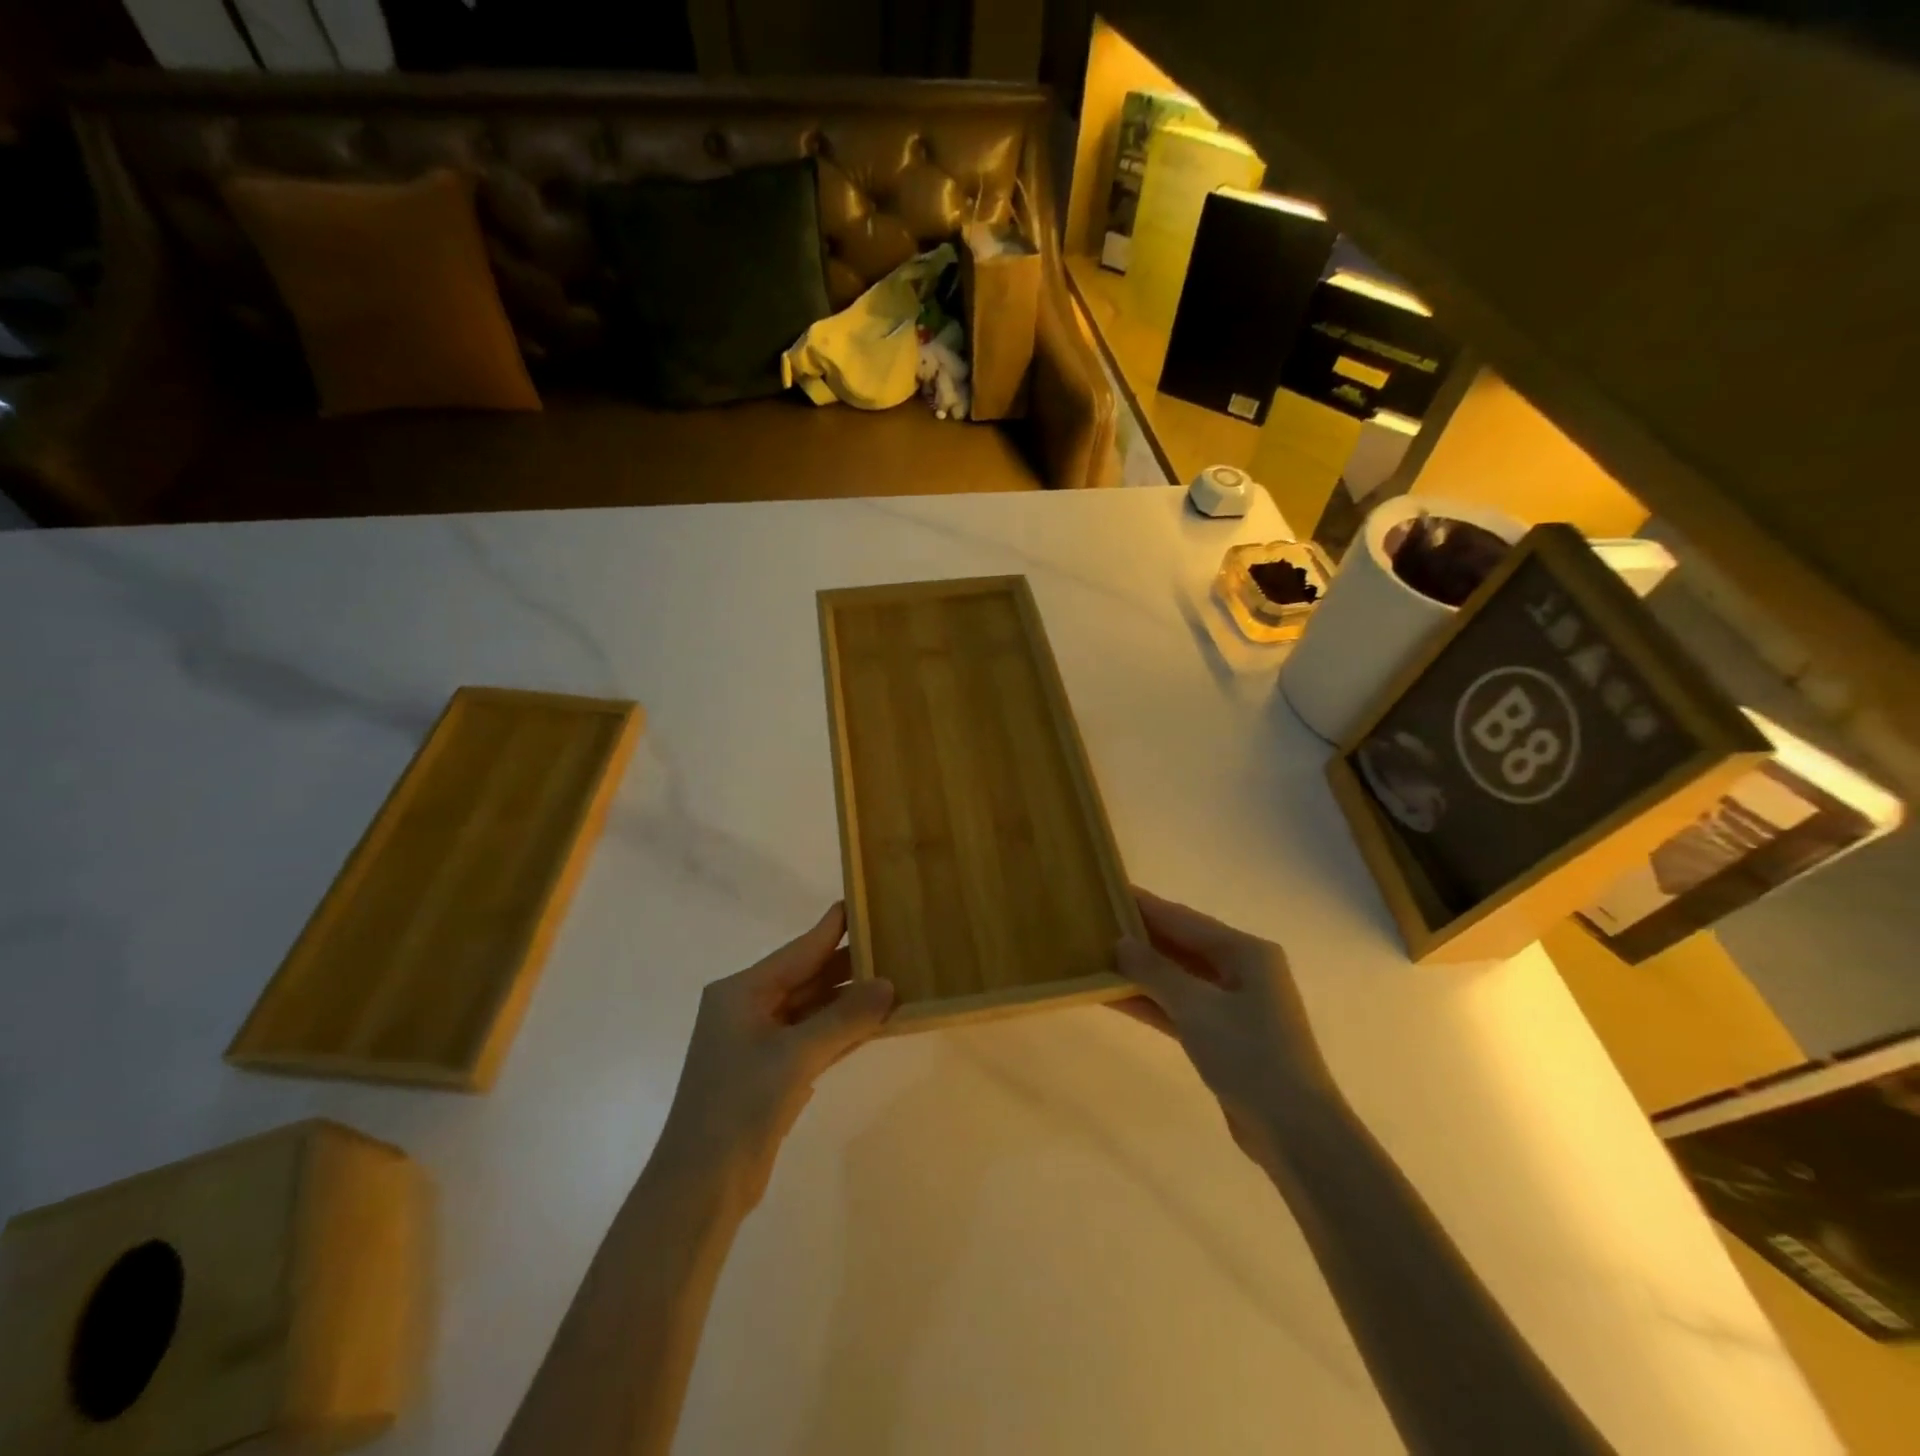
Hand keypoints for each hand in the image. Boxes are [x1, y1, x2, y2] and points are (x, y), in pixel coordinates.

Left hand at [652, 903, 892, 1209]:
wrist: (701, 1186)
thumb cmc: (739, 1105)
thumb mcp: (795, 1056)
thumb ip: (844, 1018)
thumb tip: (889, 984)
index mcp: (741, 992)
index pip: (798, 950)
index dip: (832, 929)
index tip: (862, 902)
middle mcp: (748, 1009)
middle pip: (806, 978)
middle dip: (848, 966)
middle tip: (893, 944)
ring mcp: (758, 1043)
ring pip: (812, 1010)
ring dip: (849, 1001)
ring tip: (894, 979)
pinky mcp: (771, 1073)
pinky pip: (813, 1039)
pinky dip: (841, 1031)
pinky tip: (875, 1023)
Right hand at [1113, 889, 1335, 1167]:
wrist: (1294, 1131)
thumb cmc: (1249, 1055)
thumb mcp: (1196, 1006)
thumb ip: (1155, 971)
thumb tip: (1120, 942)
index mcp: (1246, 952)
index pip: (1184, 919)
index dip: (1146, 906)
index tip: (1109, 891)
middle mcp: (1243, 971)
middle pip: (1182, 945)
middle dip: (1141, 937)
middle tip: (1096, 923)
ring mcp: (1234, 1005)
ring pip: (1178, 978)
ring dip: (1141, 971)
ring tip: (1097, 956)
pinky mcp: (1224, 1036)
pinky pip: (1180, 1007)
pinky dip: (1151, 1001)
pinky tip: (1114, 996)